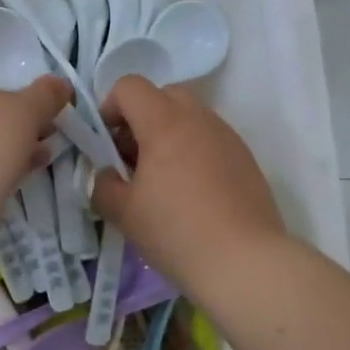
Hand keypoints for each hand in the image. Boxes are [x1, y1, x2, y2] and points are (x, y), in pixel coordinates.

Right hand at [91, 76, 286, 293]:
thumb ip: (103, 186)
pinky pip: (211, 140)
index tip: (105, 144)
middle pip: (164, 95)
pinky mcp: (246, 160)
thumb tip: (105, 175)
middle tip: (131, 158)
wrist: (244, 262)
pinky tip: (190, 194)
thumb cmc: (176, 232)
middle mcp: (200, 119)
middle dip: (141, 118)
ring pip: (191, 117)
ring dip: (168, 135)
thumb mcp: (123, 213)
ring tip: (161, 180)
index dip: (109, 108)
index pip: (130, 86)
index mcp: (165, 123)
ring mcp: (228, 138)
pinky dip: (193, 152)